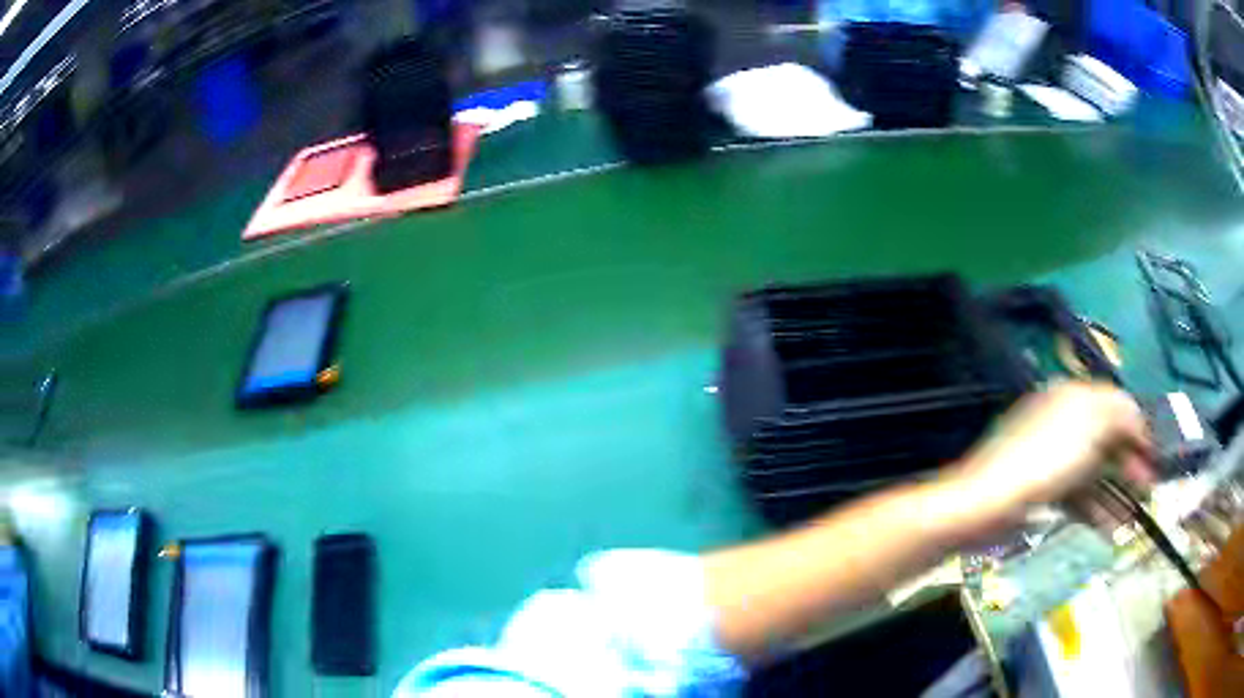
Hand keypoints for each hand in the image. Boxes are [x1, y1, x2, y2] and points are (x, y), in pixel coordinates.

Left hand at [946, 381, 1152, 525]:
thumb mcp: (1090, 425)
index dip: (1137, 430)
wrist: (986, 504)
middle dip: (1130, 465)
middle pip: (1106, 441)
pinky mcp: (1041, 491)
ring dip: (1117, 493)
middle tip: (1148, 490)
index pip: (1114, 406)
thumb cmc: (1044, 459)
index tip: (1153, 456)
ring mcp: (1051, 459)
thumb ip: (1119, 414)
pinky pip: (1076, 497)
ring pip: (1094, 473)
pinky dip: (1095, 510)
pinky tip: (1110, 529)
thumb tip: (1136, 416)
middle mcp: (1063, 423)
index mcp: (1072, 397)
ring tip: (1134, 518)